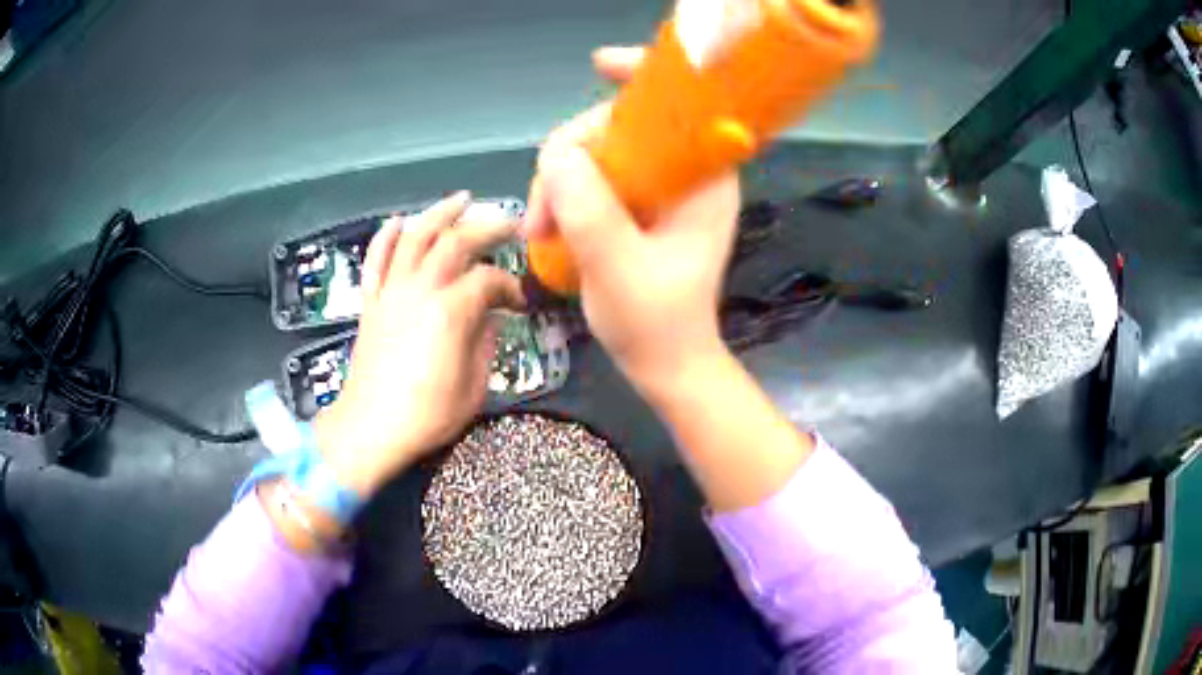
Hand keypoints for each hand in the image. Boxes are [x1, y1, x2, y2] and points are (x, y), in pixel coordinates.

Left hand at [315, 193, 525, 496]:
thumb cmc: (426, 415)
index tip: (520, 302)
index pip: (489, 281)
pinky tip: (399, 220)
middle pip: (455, 241)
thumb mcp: (474, 387)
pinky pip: (376, 259)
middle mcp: (419, 290)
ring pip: (414, 237)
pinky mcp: (371, 302)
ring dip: (439, 213)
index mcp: (450, 312)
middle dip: (488, 227)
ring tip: (462, 199)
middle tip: (510, 223)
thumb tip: (490, 317)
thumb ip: (485, 343)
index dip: (511, 287)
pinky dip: (386, 236)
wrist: (370, 428)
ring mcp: (391, 292)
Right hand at [524, 46, 740, 395]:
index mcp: (703, 178)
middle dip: (571, 155)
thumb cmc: (656, 324)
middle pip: (620, 124)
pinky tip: (549, 226)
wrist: (665, 364)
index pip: (679, 103)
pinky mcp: (637, 203)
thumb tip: (555, 153)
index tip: (599, 66)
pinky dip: (564, 194)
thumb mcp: (619, 269)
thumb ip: (590, 209)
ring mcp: (659, 187)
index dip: (643, 76)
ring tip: (541, 230)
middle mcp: (684, 172)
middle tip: (542, 210)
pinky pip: (593, 175)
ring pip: (598, 150)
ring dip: (558, 181)